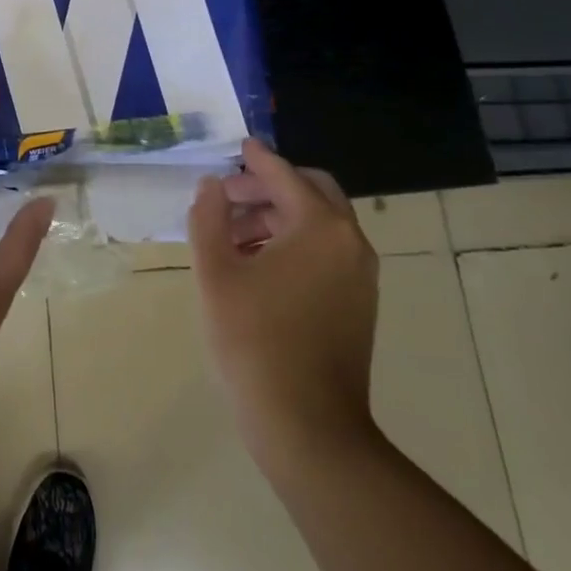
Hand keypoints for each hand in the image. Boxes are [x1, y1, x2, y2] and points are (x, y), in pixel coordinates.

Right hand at [188, 138, 379, 470]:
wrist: (307, 425)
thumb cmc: (254, 341)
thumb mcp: (216, 272)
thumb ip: (209, 217)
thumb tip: (213, 186)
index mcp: (319, 227)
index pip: (284, 175)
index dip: (256, 159)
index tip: (238, 146)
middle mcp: (350, 242)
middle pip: (312, 192)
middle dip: (269, 187)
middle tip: (228, 198)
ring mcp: (360, 276)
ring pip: (320, 224)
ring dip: (279, 216)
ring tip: (233, 235)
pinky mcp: (359, 303)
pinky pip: (327, 252)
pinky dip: (295, 242)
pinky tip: (258, 265)